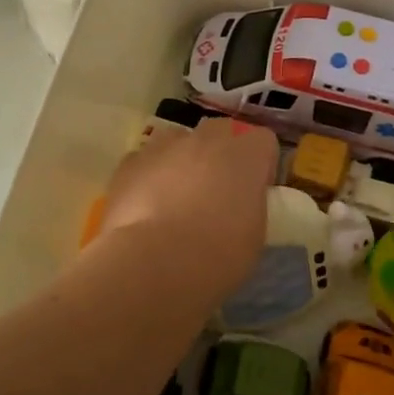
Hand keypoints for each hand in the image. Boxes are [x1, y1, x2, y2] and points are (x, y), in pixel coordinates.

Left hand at [97, 118, 277, 300]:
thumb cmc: (217, 255)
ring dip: (183, 160)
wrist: (153, 263)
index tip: (255, 192)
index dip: (261, 165)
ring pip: (179, 141)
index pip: (263, 141)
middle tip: (217, 192)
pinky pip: (145, 161)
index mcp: (245, 155)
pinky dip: (149, 177)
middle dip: (221, 154)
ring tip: (177, 198)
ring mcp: (164, 146)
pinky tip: (146, 207)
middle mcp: (206, 139)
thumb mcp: (254, 236)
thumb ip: (249, 207)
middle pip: (221, 132)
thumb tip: (238, 206)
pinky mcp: (129, 163)